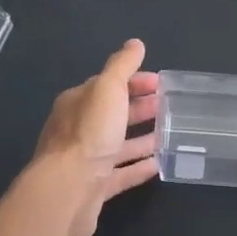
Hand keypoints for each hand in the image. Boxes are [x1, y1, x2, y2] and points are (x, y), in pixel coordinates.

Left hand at [32, 39, 160, 235]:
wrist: (67, 192)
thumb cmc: (89, 134)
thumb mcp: (107, 90)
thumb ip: (122, 66)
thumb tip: (135, 44)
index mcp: (78, 103)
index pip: (108, 85)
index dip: (135, 81)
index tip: (161, 84)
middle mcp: (78, 129)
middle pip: (113, 114)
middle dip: (140, 108)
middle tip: (169, 107)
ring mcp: (86, 160)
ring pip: (118, 144)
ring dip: (141, 138)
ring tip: (169, 134)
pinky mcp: (94, 187)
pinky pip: (121, 174)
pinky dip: (138, 167)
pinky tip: (158, 165)